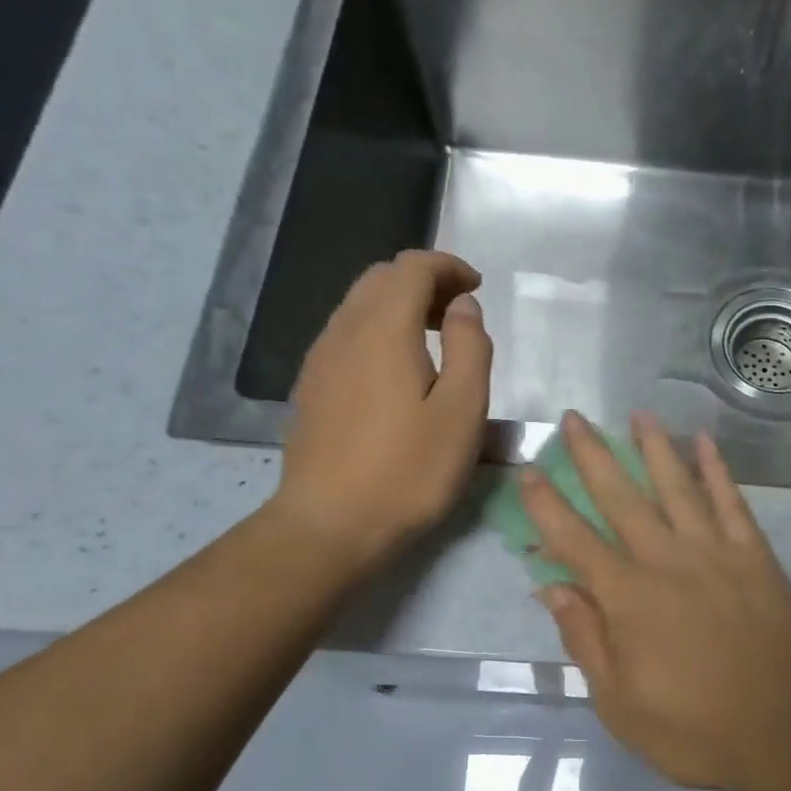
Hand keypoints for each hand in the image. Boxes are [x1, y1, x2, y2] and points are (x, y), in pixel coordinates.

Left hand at [269, 250, 492, 565]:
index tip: (477, 288)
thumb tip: (463, 306)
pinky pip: (347, 334)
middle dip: (424, 281)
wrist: (331, 524)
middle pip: (381, 278)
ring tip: (434, 341)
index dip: (448, 266)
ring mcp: (321, 359)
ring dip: (399, 305)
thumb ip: (470, 347)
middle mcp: (345, 331)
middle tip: (459, 314)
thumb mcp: (462, 411)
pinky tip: (399, 373)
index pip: (411, 266)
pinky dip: (378, 330)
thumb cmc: (409, 470)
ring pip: (359, 305)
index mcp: (384, 329)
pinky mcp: (312, 387)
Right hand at [521, 411, 790, 790]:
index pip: (574, 540)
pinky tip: (706, 443)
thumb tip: (550, 587)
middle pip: (622, 497)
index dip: (547, 505)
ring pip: (678, 487)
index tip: (529, 470)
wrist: (783, 737)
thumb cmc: (693, 731)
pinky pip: (732, 503)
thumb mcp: (619, 703)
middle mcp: (667, 561)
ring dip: (655, 447)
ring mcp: (716, 553)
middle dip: (594, 456)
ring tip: (638, 415)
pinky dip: (718, 470)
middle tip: (575, 419)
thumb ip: (585, 639)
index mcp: (628, 598)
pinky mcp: (756, 557)